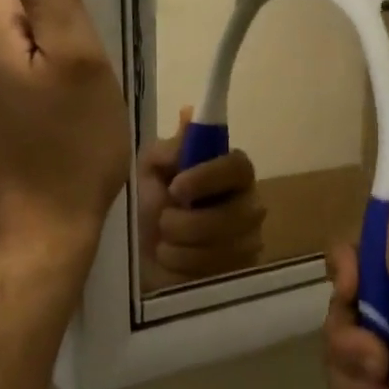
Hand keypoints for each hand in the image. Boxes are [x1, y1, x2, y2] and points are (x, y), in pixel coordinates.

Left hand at [0, 0, 130, 262]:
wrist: (41, 233)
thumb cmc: (71, 146)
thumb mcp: (77, 60)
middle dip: (43, 4)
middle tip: (90, 45)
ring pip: (5, 37)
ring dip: (42, 41)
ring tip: (82, 79)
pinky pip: (5, 72)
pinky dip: (34, 72)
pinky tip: (63, 106)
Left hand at [136, 109, 265, 287]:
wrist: (138, 262)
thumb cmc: (148, 210)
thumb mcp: (149, 172)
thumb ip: (169, 149)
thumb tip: (189, 114)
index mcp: (229, 175)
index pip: (239, 166)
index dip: (209, 176)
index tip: (177, 187)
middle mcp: (248, 206)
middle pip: (234, 214)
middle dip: (187, 223)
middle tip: (164, 223)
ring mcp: (249, 242)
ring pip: (223, 247)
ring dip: (180, 246)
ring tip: (165, 245)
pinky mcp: (242, 274)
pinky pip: (217, 272)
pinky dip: (185, 267)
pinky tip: (174, 263)